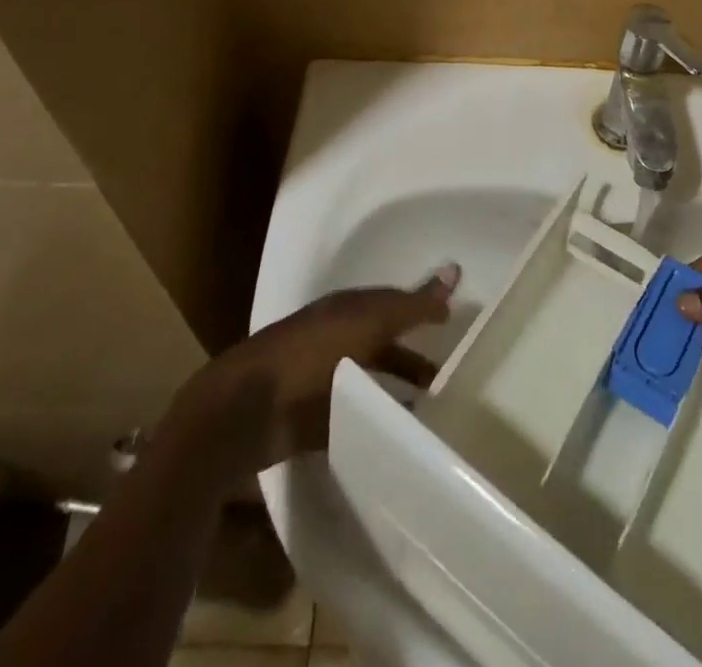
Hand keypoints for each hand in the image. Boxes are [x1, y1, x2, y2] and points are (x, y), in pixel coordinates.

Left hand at [205, 266, 458, 468]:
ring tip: (430, 405)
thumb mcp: (369, 323)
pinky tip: (396, 433)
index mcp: (347, 310)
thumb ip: (412, 305)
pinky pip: (353, 416)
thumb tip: (455, 269)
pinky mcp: (311, 419)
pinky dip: (376, 420)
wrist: (246, 411)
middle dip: (413, 353)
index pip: (393, 302)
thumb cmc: (312, 356)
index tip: (453, 318)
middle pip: (382, 342)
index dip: (422, 307)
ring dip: (396, 387)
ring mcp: (322, 380)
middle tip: (449, 371)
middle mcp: (337, 339)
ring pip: (369, 378)